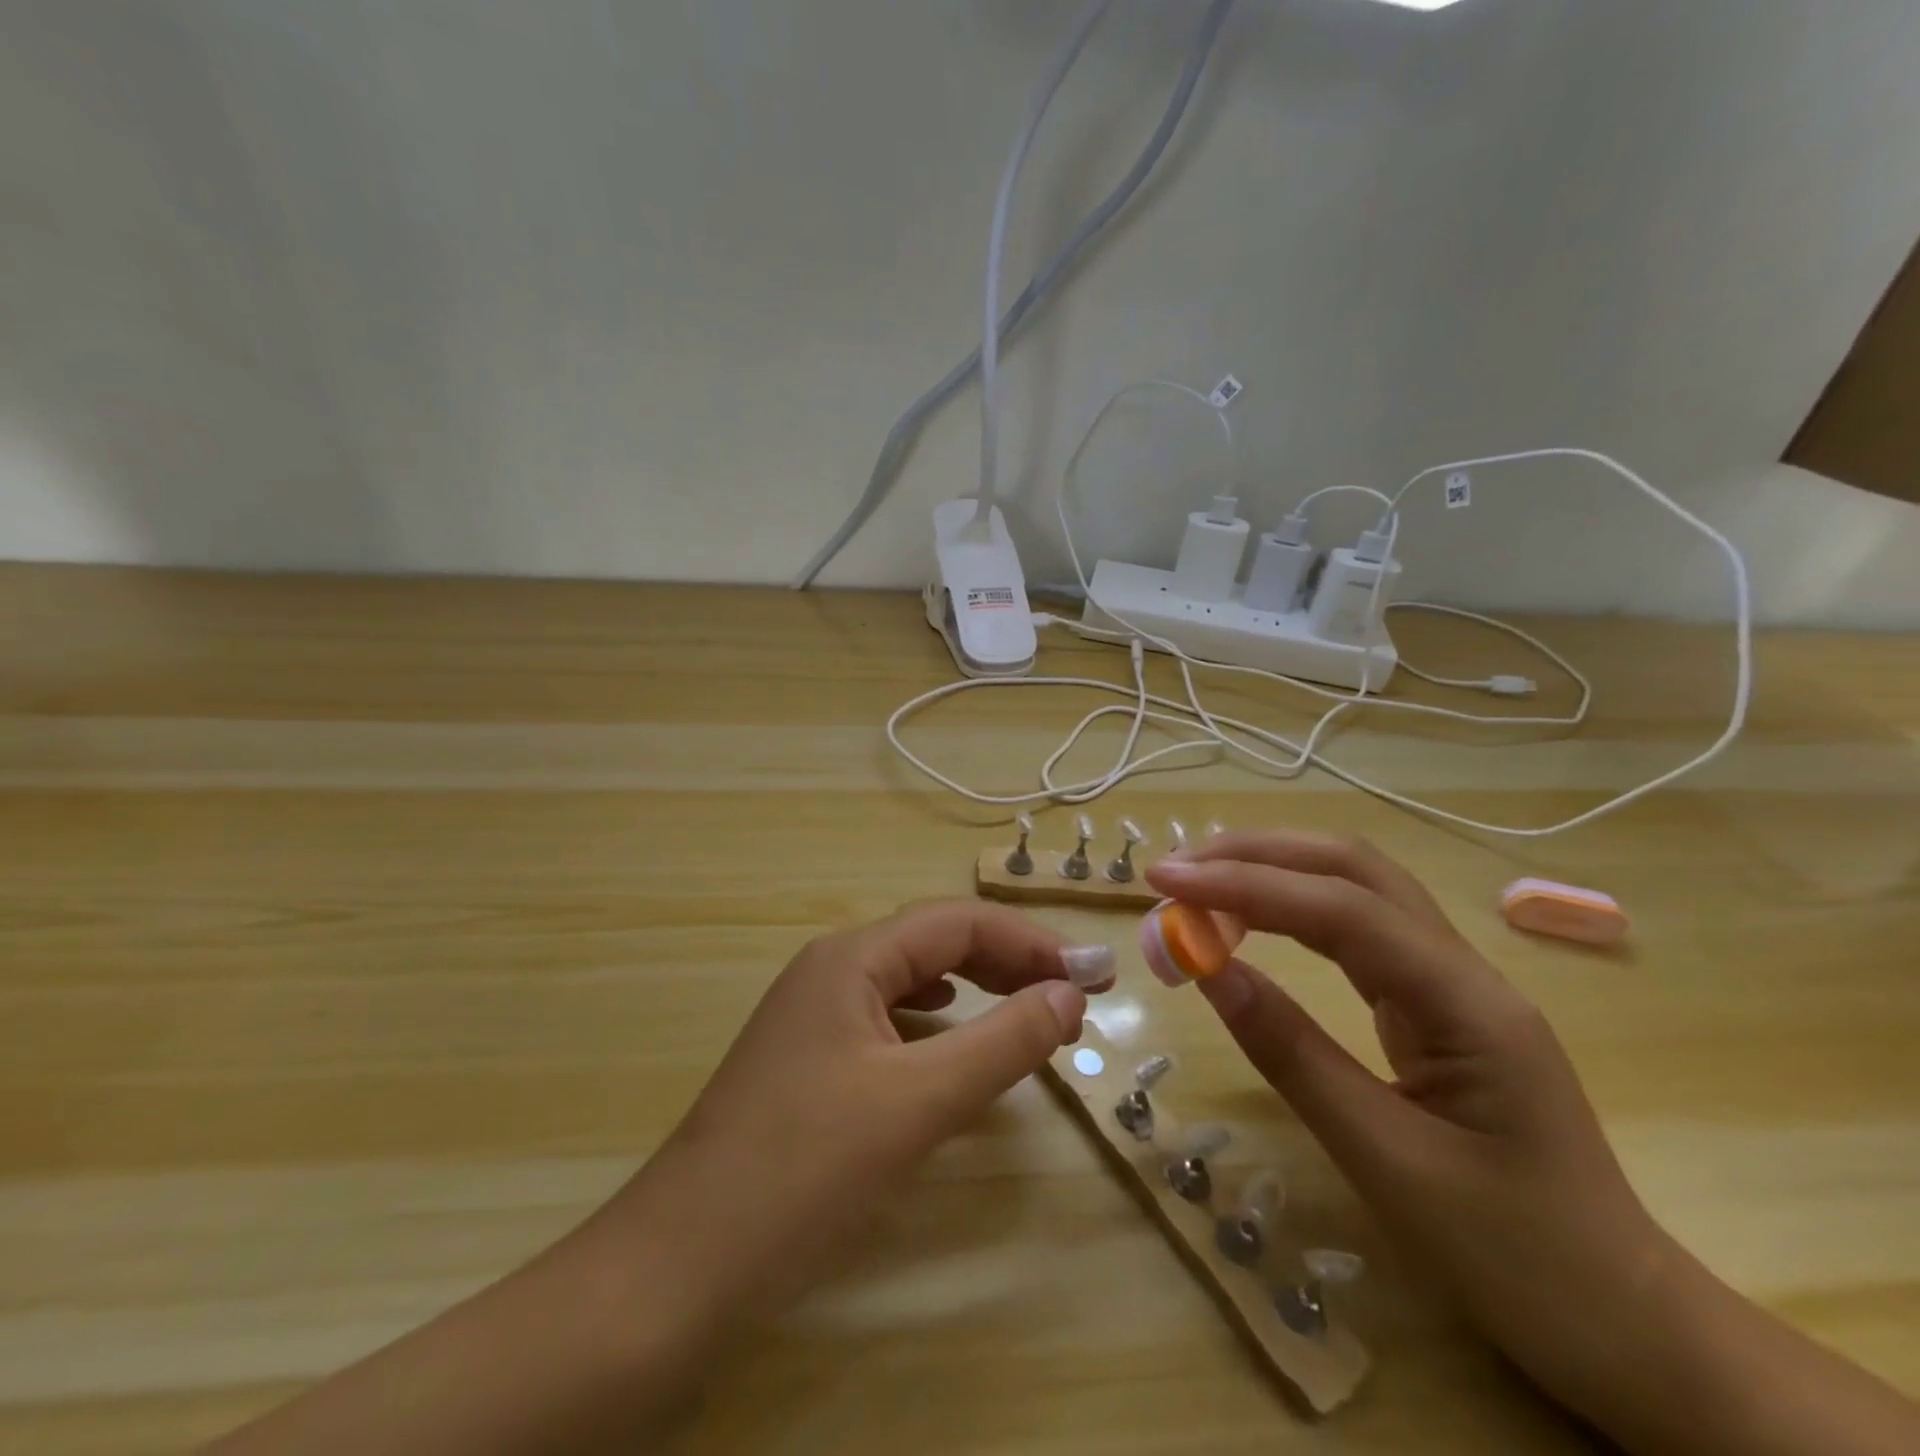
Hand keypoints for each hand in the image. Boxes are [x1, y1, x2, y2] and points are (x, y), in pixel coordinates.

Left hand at [608, 900, 1102, 1324]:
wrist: (680, 1265)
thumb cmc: (803, 1171)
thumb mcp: (917, 1103)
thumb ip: (1001, 1042)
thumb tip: (1069, 994)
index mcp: (851, 958)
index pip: (958, 922)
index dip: (1031, 941)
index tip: (1093, 974)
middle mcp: (831, 968)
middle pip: (935, 942)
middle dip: (1008, 960)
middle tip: (1073, 992)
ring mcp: (815, 1012)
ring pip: (911, 978)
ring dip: (976, 985)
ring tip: (1028, 1008)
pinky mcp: (810, 1056)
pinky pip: (889, 1014)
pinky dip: (937, 1018)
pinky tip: (951, 1032)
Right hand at [1147, 834, 1665, 1415]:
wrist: (1626, 1325)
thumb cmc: (1515, 1257)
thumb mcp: (1386, 1161)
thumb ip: (1293, 1055)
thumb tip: (1209, 970)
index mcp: (1466, 1003)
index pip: (1341, 909)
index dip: (1246, 884)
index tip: (1165, 883)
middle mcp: (1462, 969)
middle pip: (1354, 869)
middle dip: (1258, 854)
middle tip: (1175, 871)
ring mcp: (1451, 981)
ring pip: (1356, 888)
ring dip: (1274, 871)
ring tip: (1199, 884)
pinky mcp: (1433, 1003)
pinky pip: (1356, 930)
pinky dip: (1291, 910)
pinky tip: (1252, 920)